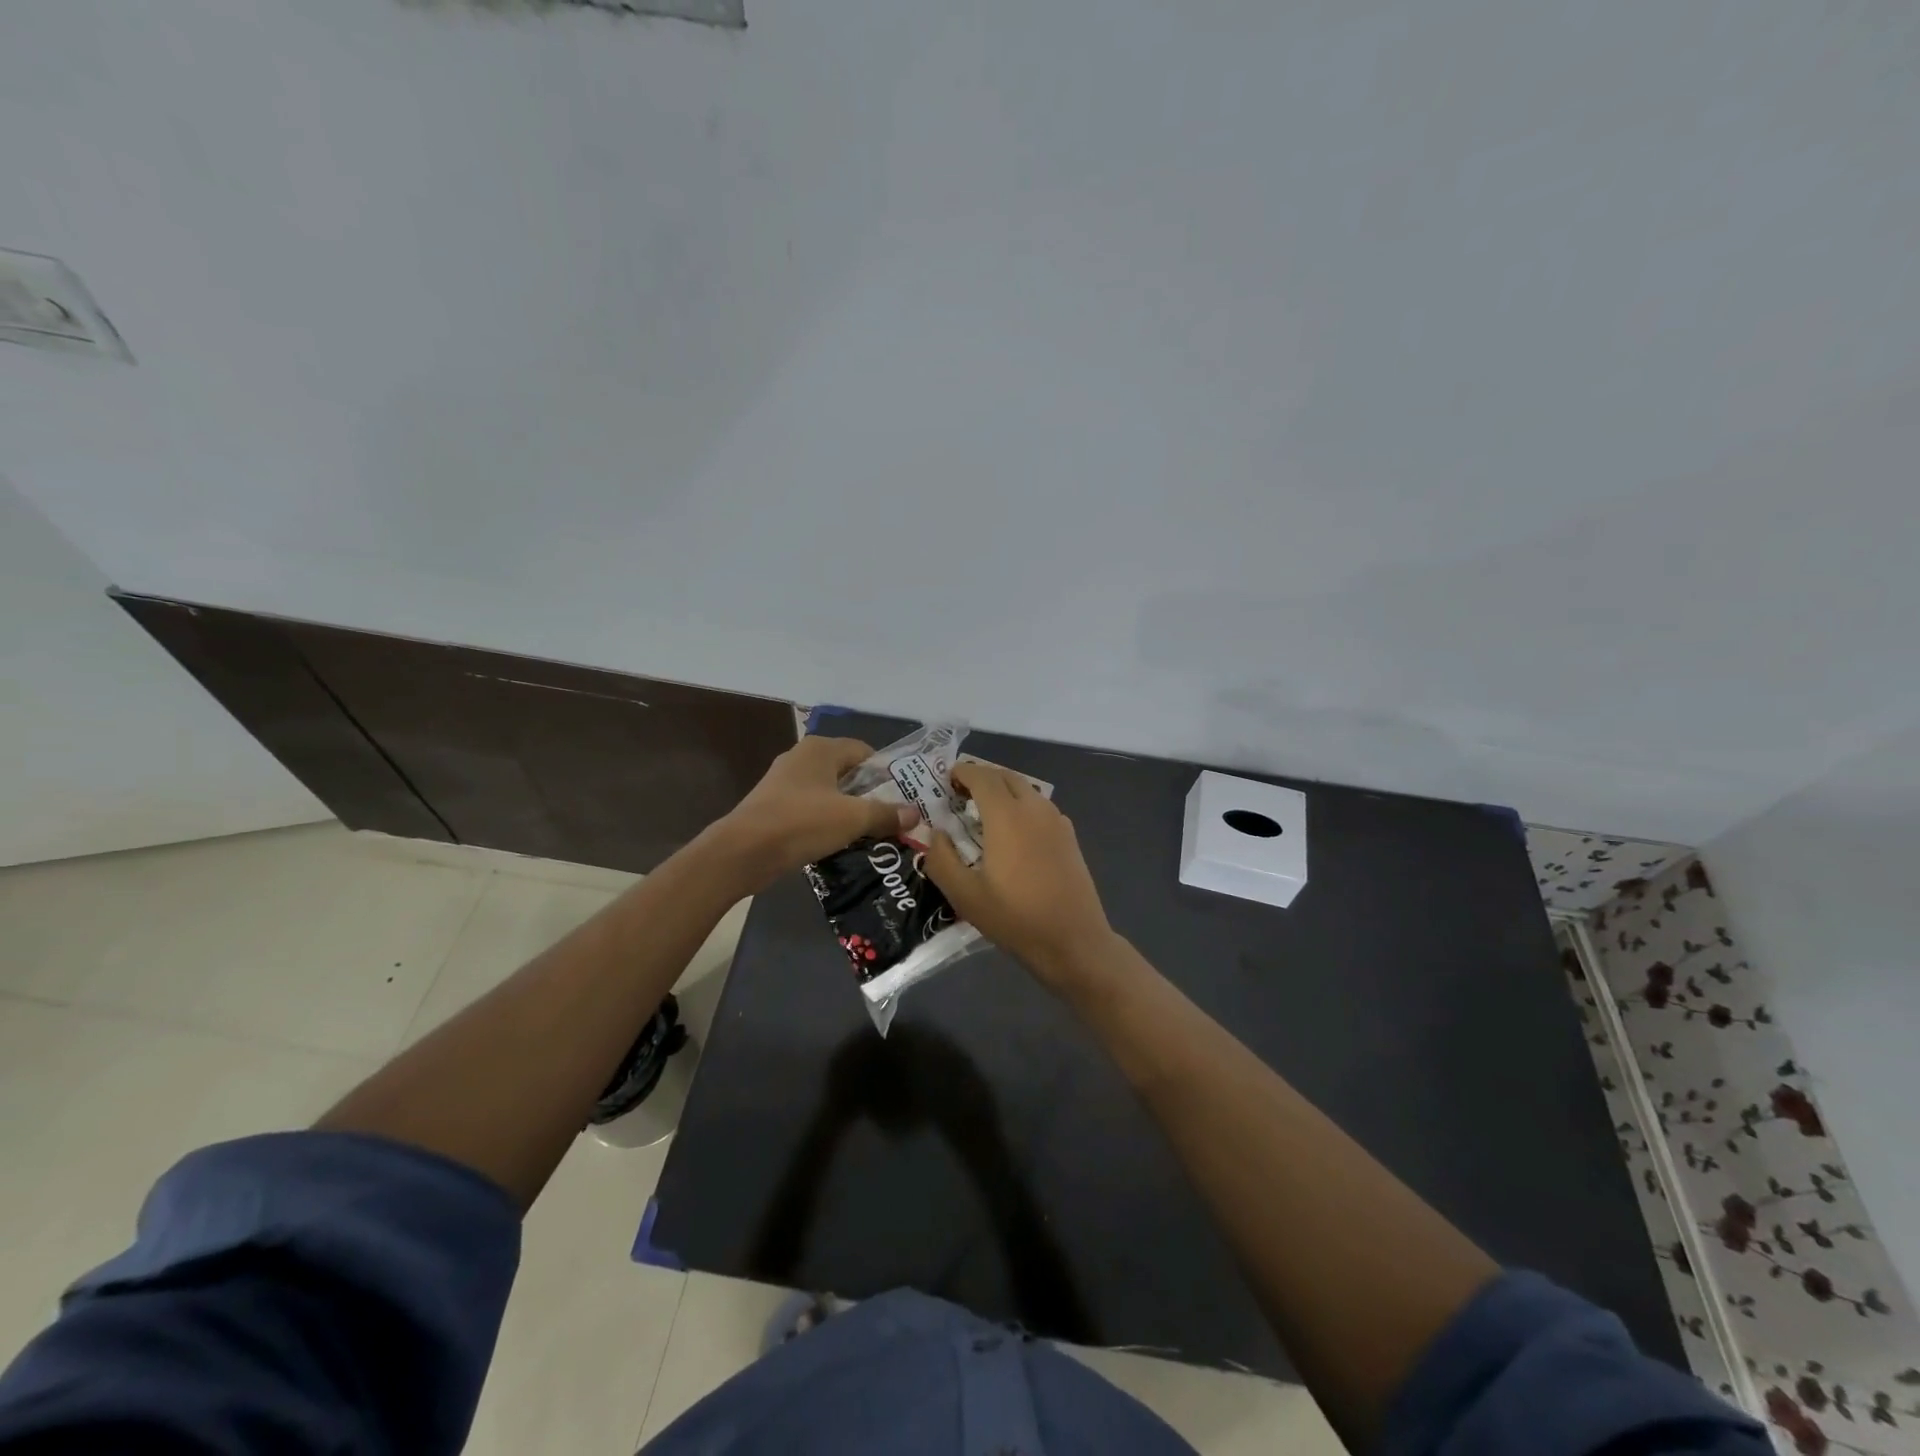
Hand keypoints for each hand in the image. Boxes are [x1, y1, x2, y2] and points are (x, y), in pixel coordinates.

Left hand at [711, 737, 917, 891]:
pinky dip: (826, 821)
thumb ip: (886, 814)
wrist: (742, 852)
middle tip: (892, 817)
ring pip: (829, 792)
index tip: (902, 799)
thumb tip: (916, 814)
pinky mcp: (774, 806)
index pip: (865, 752)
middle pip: (847, 772)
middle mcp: (802, 757)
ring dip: (848, 810)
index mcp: (821, 749)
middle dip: (869, 794)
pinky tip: (838, 842)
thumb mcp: (852, 819)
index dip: (886, 774)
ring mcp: (784, 782)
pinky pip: (811, 808)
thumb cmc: (801, 823)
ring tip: (870, 833)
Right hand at [923, 762, 1113, 987]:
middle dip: (982, 778)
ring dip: (1003, 791)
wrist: (1074, 941)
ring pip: (1026, 790)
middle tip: (961, 795)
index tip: (946, 780)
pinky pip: (1040, 807)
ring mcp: (1057, 821)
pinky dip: (1021, 806)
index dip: (962, 772)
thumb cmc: (1015, 918)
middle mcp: (1034, 808)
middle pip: (1006, 777)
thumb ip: (941, 859)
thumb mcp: (965, 896)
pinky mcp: (1069, 837)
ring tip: (984, 813)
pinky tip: (1013, 834)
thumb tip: (936, 834)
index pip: (982, 776)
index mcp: (1007, 816)